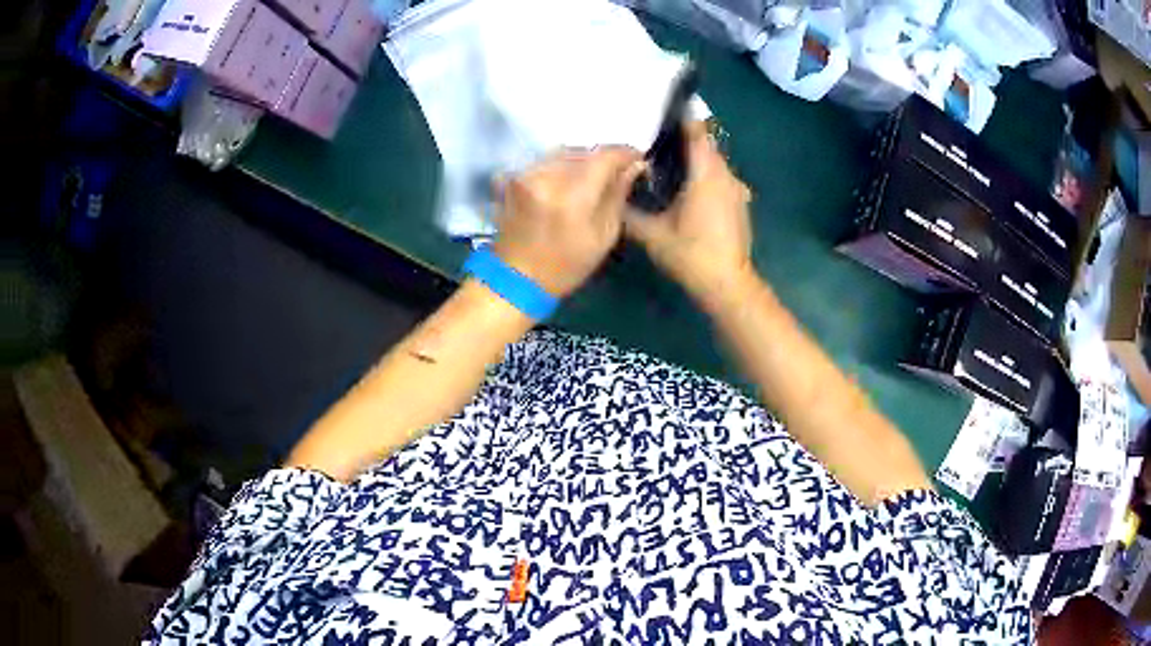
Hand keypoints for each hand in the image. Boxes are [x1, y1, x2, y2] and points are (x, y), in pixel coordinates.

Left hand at [492, 147, 644, 297]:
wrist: (515, 278)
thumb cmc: (566, 265)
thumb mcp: (603, 235)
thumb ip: (617, 195)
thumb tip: (633, 167)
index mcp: (572, 194)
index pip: (605, 155)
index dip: (626, 154)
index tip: (638, 159)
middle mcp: (546, 175)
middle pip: (583, 151)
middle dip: (602, 159)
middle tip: (616, 173)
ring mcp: (525, 173)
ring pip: (563, 153)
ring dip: (581, 161)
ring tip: (590, 178)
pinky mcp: (513, 177)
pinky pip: (545, 161)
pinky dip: (560, 167)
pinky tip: (565, 185)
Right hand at [623, 121, 754, 308]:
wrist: (728, 285)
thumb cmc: (691, 255)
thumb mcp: (651, 234)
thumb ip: (628, 210)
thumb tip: (611, 192)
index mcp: (707, 174)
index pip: (697, 132)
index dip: (681, 118)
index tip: (659, 112)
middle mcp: (726, 175)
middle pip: (706, 144)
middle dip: (683, 138)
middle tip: (653, 139)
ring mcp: (737, 190)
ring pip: (715, 162)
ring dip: (695, 158)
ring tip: (666, 161)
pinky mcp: (740, 204)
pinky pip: (721, 178)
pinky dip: (705, 175)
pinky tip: (686, 188)